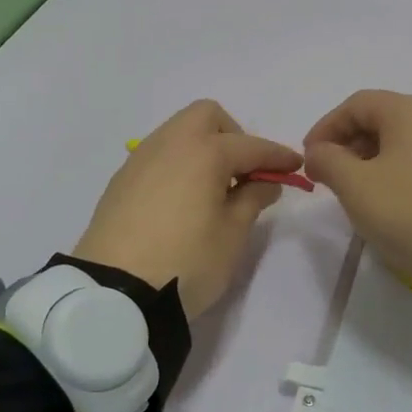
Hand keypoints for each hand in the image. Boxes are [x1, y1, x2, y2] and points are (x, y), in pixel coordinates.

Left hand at [73, 100, 301, 318]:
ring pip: (179, 133)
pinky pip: (160, 156)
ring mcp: (141, 160)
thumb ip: (252, 199)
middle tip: (245, 173)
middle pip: (207, 117)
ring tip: (216, 189)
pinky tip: (185, 199)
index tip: (296, 167)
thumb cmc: (186, 261)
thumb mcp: (232, 234)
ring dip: (204, 149)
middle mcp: (170, 144)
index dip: (278, 157)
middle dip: (233, 136)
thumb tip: (264, 182)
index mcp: (204, 152)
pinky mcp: (121, 181)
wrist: (114, 293)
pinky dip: (180, 165)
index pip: (251, 146)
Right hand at [304, 91, 411, 288]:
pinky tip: (386, 201)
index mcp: (408, 110)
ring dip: (368, 160)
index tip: (309, 158)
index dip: (326, 128)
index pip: (356, 105)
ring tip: (353, 191)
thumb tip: (319, 152)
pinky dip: (393, 172)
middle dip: (347, 144)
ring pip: (398, 142)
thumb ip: (328, 161)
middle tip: (327, 176)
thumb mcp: (356, 186)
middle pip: (379, 119)